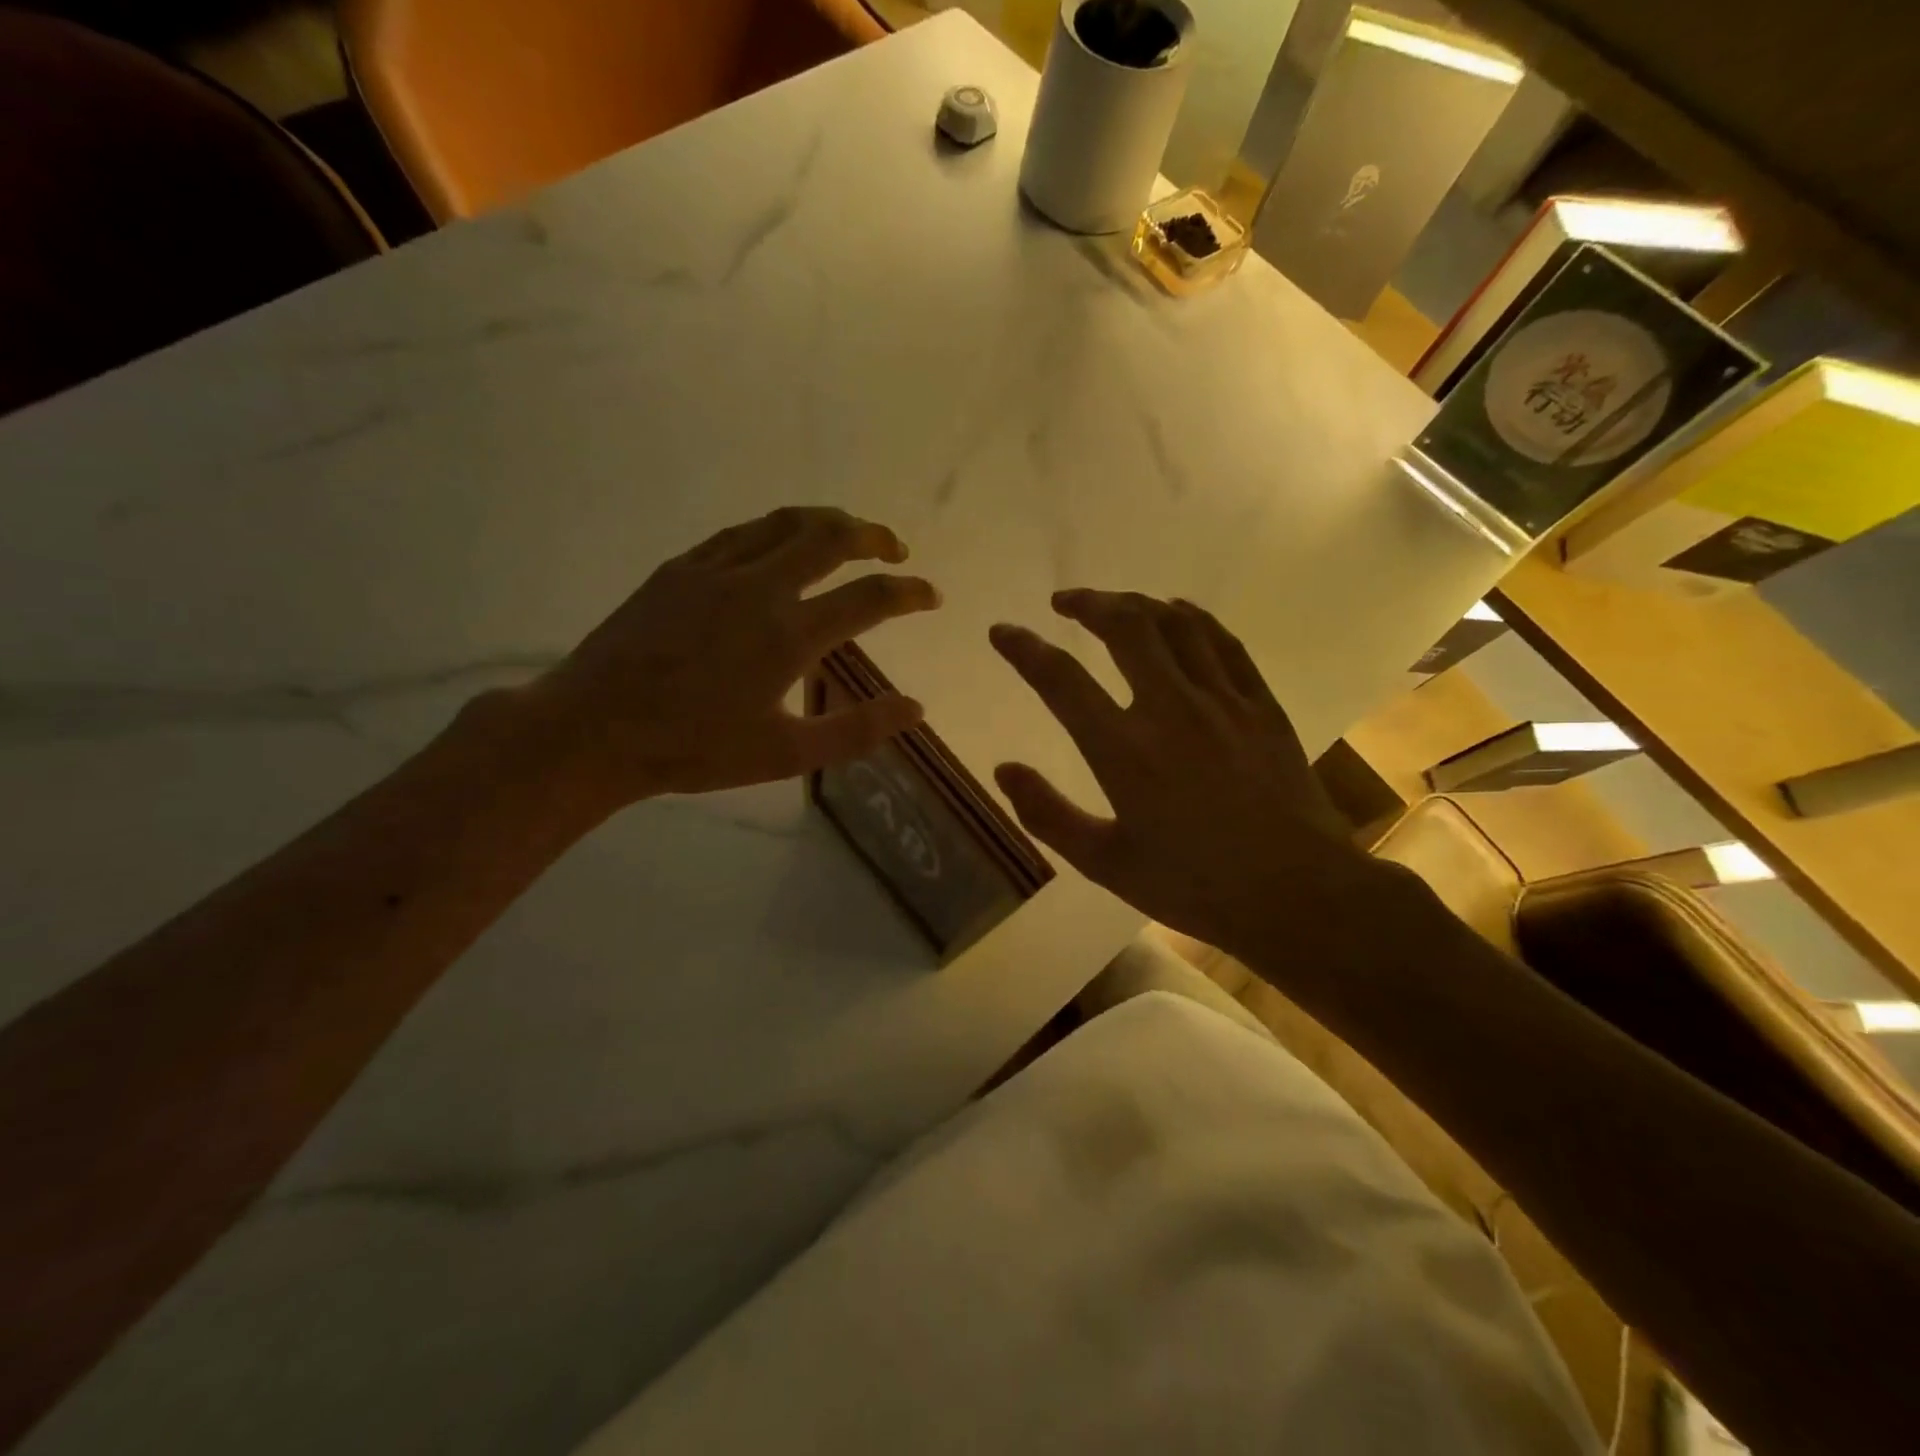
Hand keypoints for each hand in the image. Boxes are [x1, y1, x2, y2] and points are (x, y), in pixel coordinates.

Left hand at [531, 506, 939, 806]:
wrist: (594, 730)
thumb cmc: (694, 749)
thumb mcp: (786, 754)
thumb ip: (857, 729)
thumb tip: (915, 708)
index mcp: (789, 634)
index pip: (869, 598)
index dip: (910, 593)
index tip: (931, 595)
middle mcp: (759, 587)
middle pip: (830, 537)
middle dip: (873, 536)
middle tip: (894, 549)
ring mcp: (714, 570)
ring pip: (784, 523)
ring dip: (826, 521)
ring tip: (847, 532)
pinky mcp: (679, 569)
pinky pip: (739, 533)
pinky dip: (775, 531)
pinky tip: (777, 544)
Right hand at [989, 590, 1370, 961]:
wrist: (1298, 894)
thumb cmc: (1194, 885)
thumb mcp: (1105, 864)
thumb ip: (1048, 814)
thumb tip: (1003, 770)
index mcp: (1124, 751)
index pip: (1061, 680)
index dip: (1024, 649)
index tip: (1002, 631)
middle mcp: (1170, 710)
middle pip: (1125, 627)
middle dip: (1088, 603)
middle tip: (1064, 603)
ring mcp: (1222, 702)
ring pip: (1175, 624)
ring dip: (1137, 603)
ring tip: (1114, 605)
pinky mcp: (1261, 705)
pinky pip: (1223, 642)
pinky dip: (1194, 618)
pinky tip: (1179, 613)